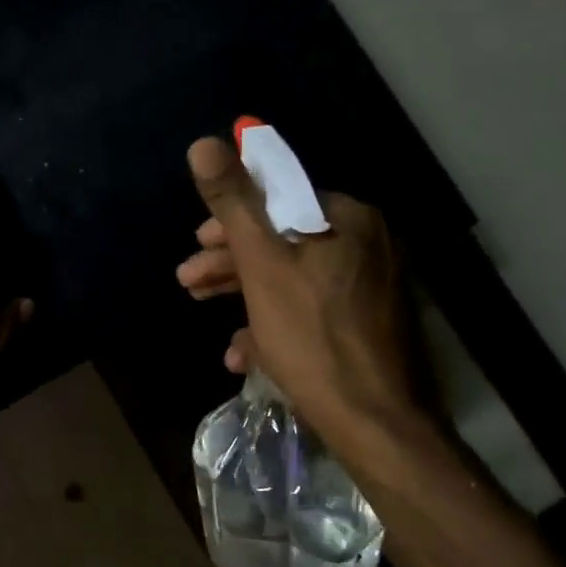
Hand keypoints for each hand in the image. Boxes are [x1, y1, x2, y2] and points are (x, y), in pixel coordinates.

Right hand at [175, 136, 429, 446]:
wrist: (376, 423)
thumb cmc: (312, 336)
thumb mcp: (262, 264)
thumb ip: (233, 203)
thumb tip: (204, 143)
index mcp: (347, 219)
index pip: (279, 199)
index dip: (231, 220)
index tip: (198, 243)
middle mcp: (368, 244)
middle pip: (284, 241)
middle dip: (231, 263)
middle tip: (189, 281)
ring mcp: (372, 287)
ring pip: (294, 278)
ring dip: (245, 295)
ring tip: (207, 316)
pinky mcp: (369, 325)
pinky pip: (313, 310)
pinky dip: (276, 324)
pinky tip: (245, 355)